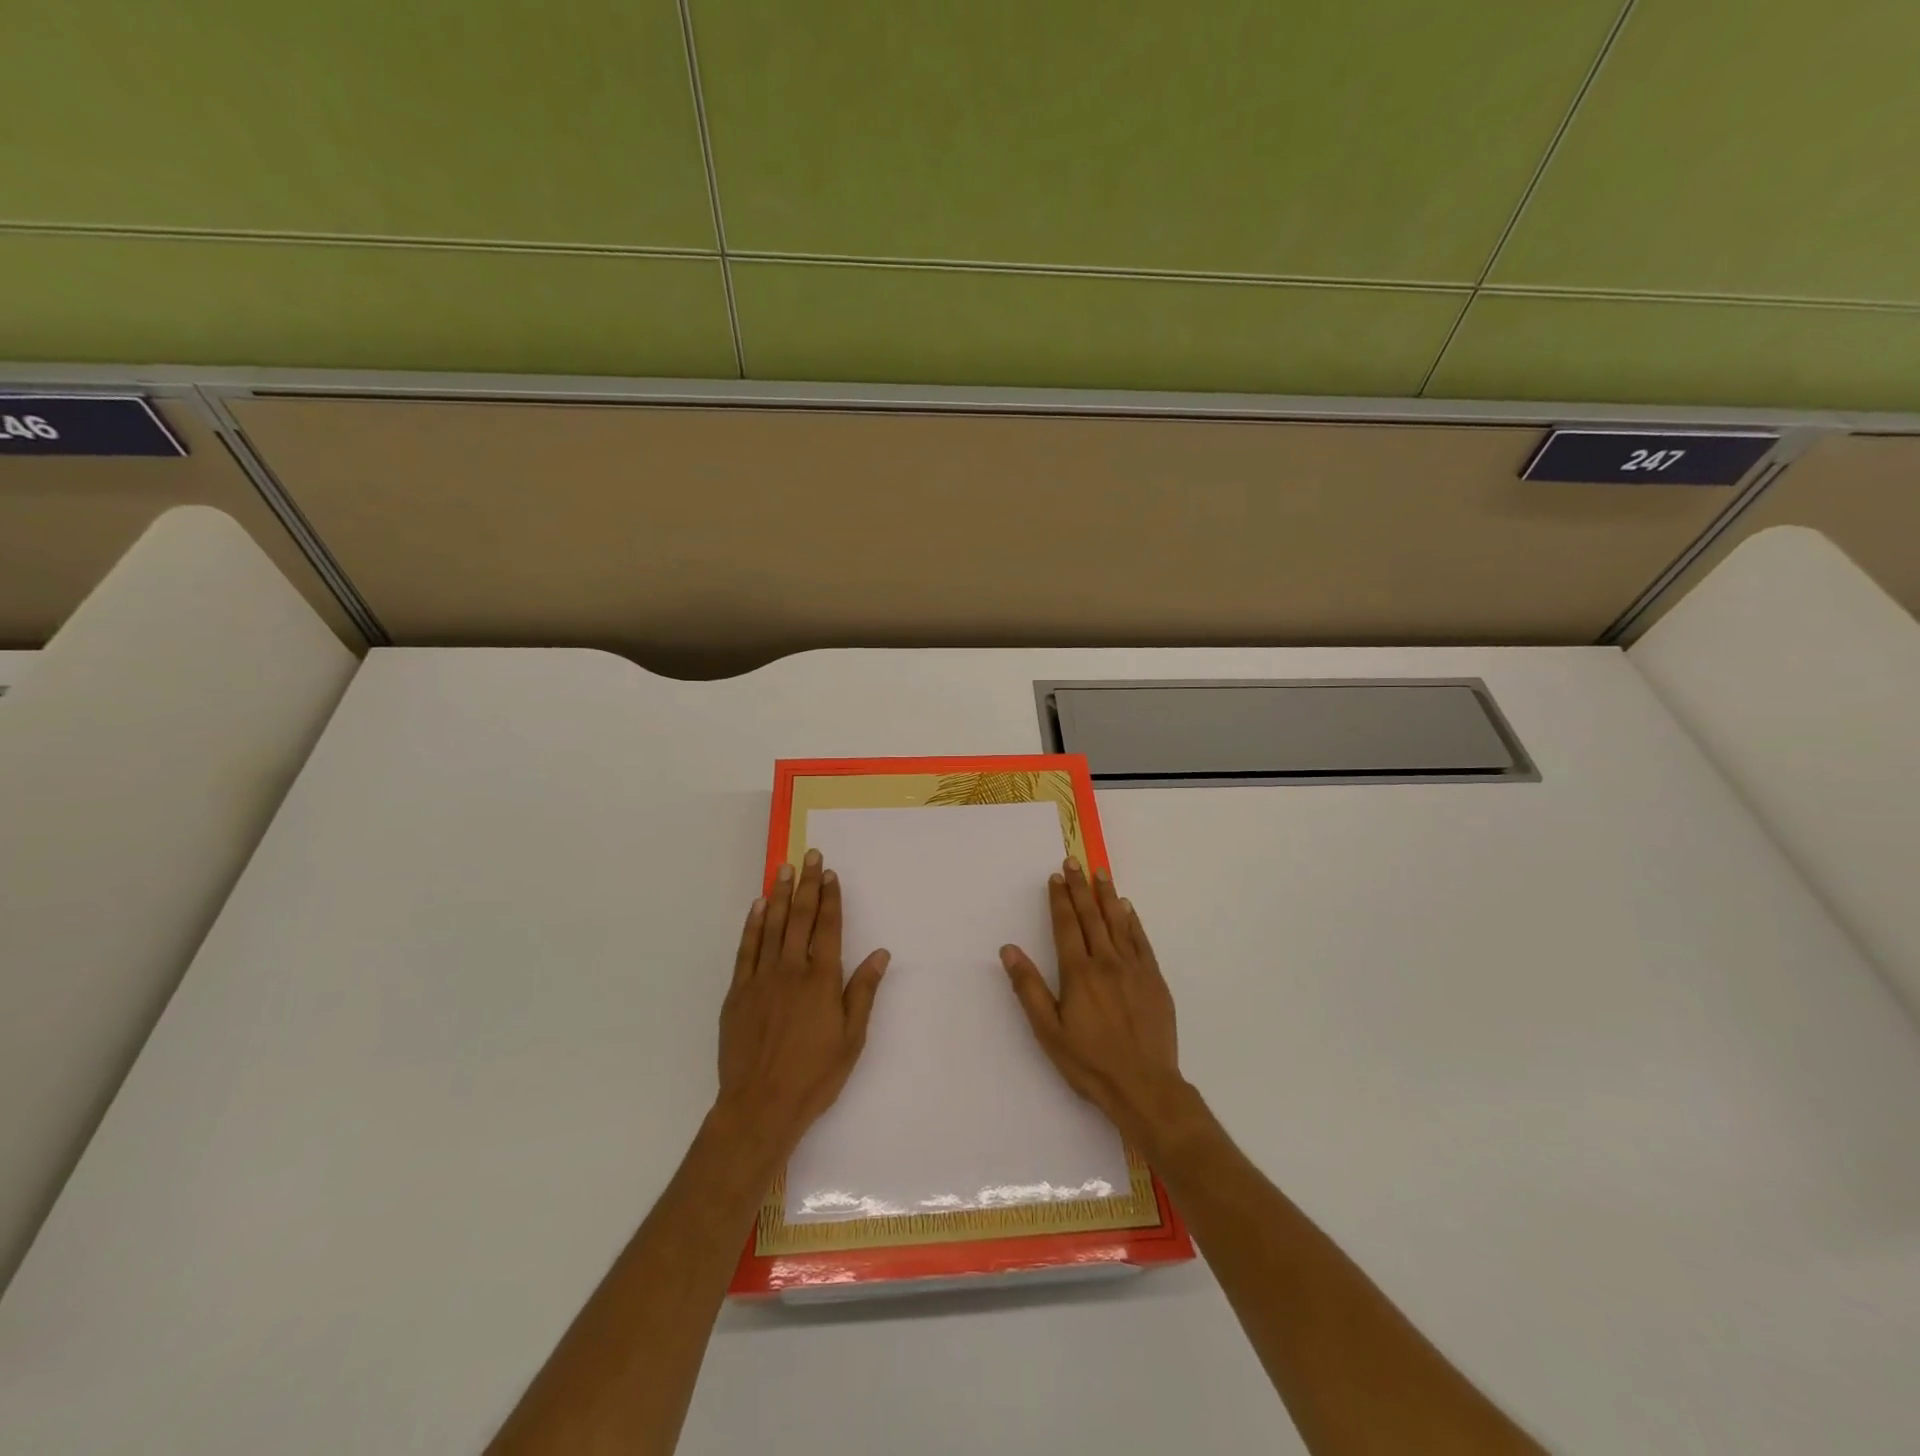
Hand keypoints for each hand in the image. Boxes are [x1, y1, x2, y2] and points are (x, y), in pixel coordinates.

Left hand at [715, 849, 888, 1158]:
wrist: (760, 1106)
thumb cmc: (814, 1075)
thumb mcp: (852, 1038)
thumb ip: (863, 991)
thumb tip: (880, 953)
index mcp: (821, 980)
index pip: (828, 927)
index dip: (830, 898)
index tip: (830, 873)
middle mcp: (791, 970)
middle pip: (800, 918)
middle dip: (806, 884)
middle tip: (809, 855)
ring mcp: (761, 979)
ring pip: (771, 926)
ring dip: (778, 895)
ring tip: (783, 868)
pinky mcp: (738, 992)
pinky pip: (746, 949)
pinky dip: (752, 925)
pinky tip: (757, 907)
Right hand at [1000, 859, 1188, 1150]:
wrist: (1145, 1086)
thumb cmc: (1089, 1062)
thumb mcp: (1048, 1031)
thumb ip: (1028, 988)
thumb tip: (1009, 949)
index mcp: (1078, 973)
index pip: (1067, 925)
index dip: (1060, 899)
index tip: (1056, 877)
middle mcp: (1106, 962)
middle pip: (1091, 916)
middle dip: (1081, 887)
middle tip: (1075, 862)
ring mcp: (1134, 969)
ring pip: (1118, 922)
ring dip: (1107, 896)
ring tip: (1101, 873)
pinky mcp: (1154, 980)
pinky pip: (1141, 941)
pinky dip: (1133, 921)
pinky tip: (1128, 909)